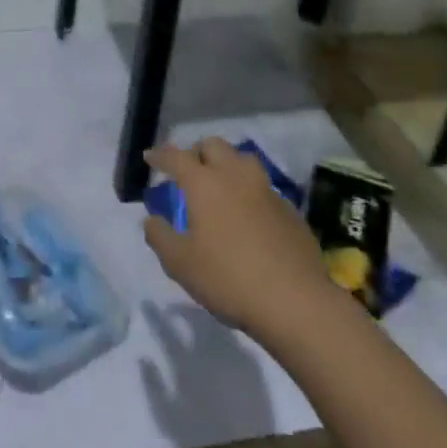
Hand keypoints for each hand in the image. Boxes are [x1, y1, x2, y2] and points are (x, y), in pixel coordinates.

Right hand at [142, 139, 342, 342]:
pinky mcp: (290, 210)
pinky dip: (249, 192)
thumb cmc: (229, 279)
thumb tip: (153, 220)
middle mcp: (235, 176)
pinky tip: (249, 215)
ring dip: (227, 165)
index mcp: (204, 183)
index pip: (176, 157)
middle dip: (196, 152)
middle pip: (213, 145)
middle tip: (188, 171)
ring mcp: (266, 190)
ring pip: (243, 160)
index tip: (150, 157)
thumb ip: (160, 237)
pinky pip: (263, 188)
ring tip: (220, 185)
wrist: (296, 302)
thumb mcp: (181, 264)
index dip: (160, 155)